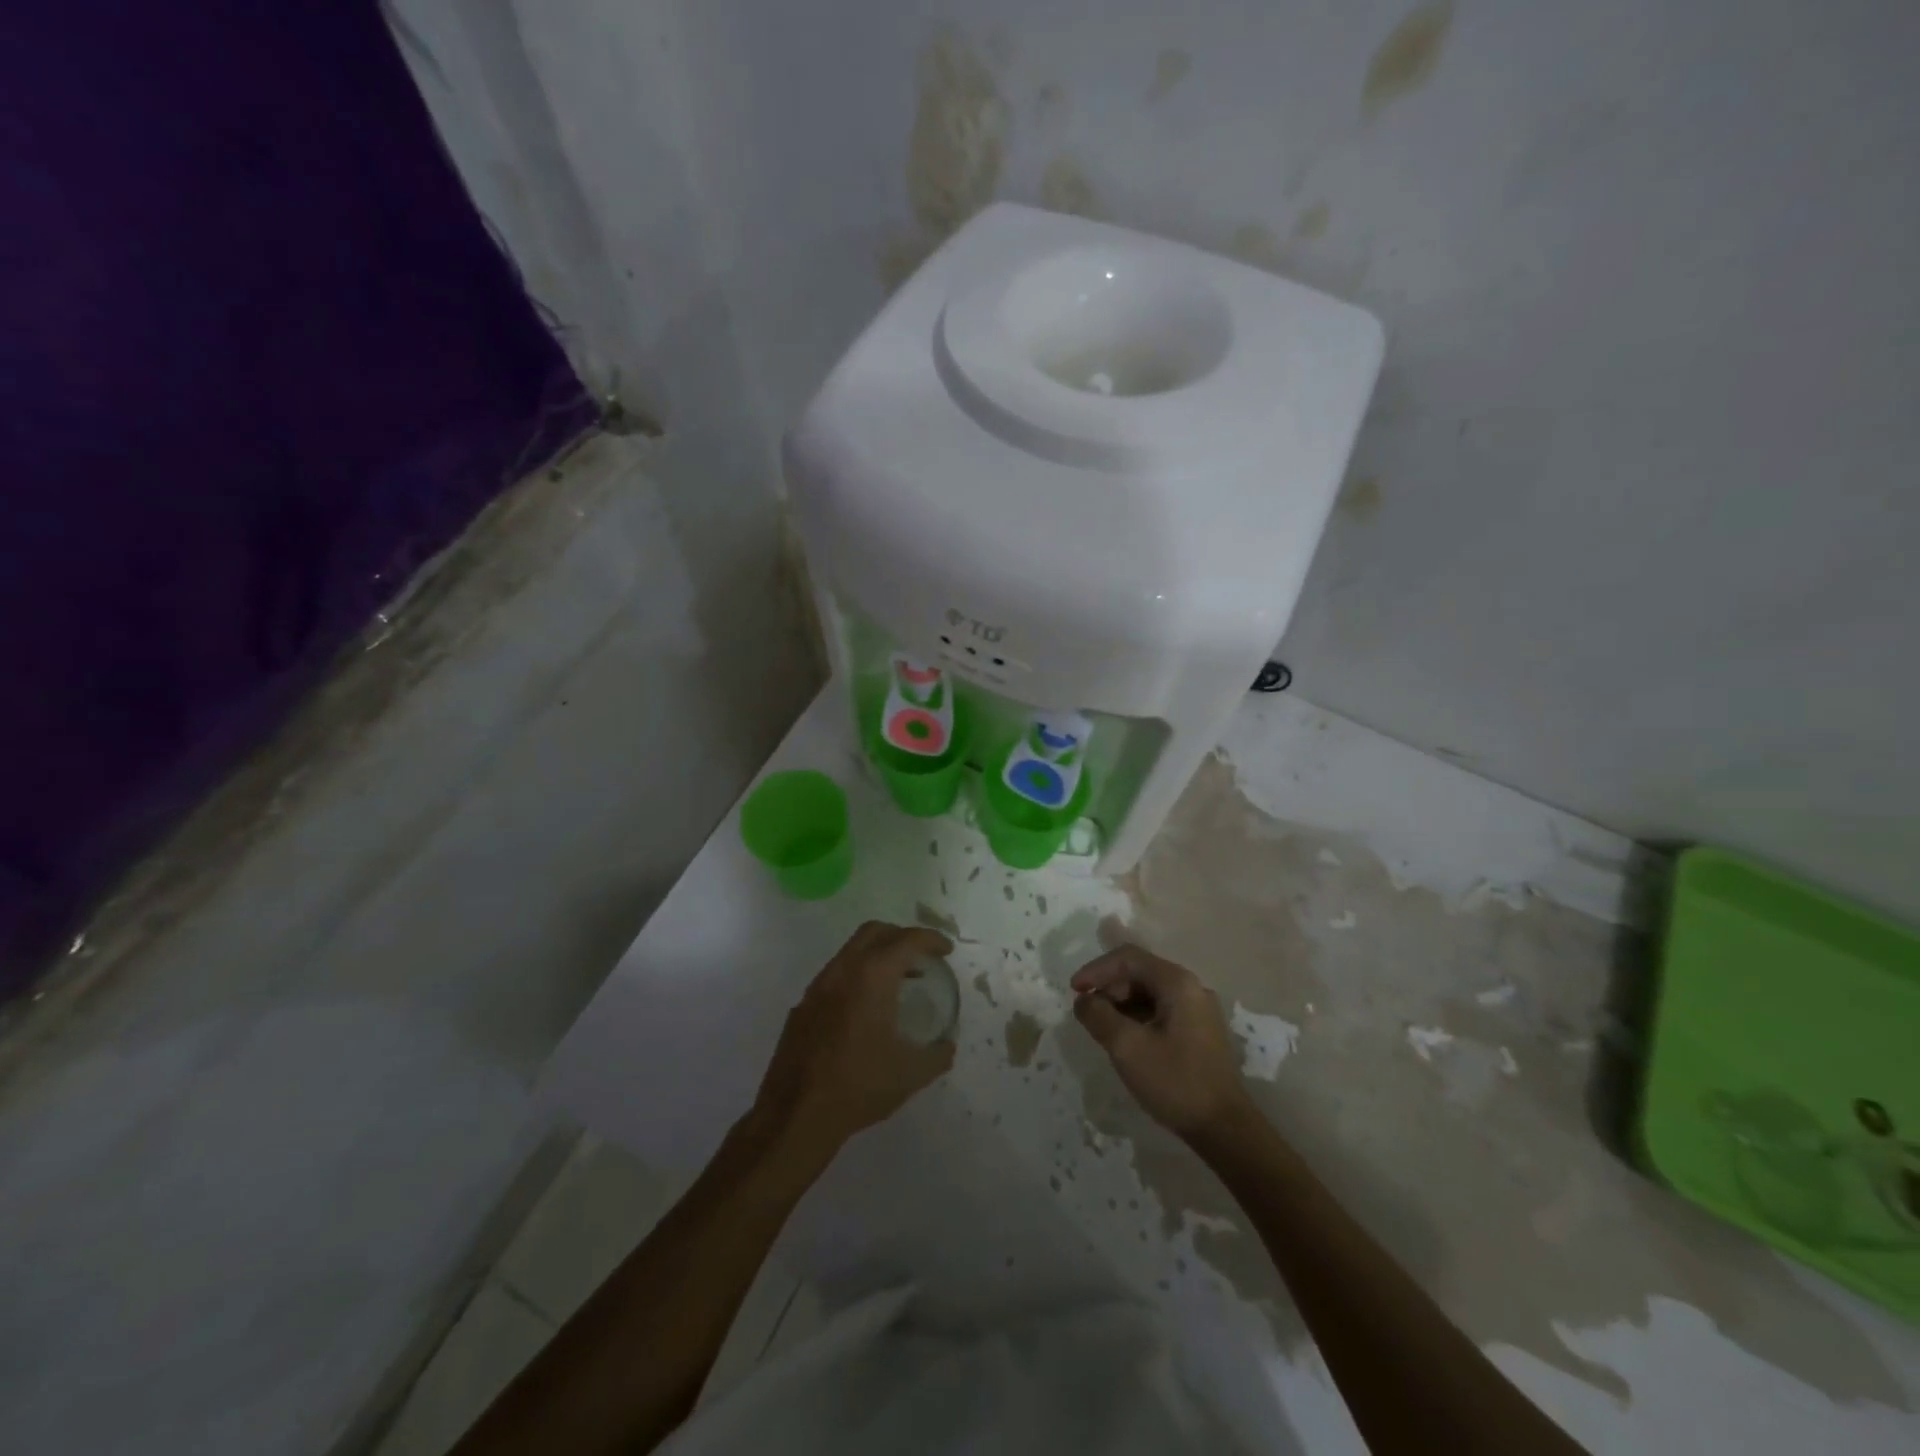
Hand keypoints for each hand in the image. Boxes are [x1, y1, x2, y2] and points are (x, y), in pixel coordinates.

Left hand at [753, 922, 956, 1156]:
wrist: (796, 1115)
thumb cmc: (858, 1086)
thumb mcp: (910, 1074)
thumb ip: (937, 1055)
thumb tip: (947, 1046)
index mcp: (872, 977)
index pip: (906, 940)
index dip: (931, 939)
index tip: (946, 950)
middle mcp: (843, 971)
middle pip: (874, 932)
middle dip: (902, 936)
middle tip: (921, 956)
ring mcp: (817, 987)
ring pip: (851, 951)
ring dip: (877, 956)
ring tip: (898, 982)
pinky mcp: (802, 1006)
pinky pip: (835, 976)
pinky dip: (857, 976)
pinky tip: (865, 1009)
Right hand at [1071, 945, 1255, 1138]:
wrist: (1224, 1129)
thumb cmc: (1175, 1081)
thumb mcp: (1127, 1047)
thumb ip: (1098, 1015)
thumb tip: (1083, 1001)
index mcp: (1177, 983)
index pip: (1128, 958)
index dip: (1096, 969)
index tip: (1074, 990)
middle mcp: (1191, 988)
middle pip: (1140, 972)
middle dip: (1109, 988)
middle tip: (1088, 1013)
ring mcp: (1198, 1010)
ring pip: (1150, 992)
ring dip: (1121, 1004)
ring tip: (1103, 1028)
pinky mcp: (1199, 1031)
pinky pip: (1161, 1010)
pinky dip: (1138, 1017)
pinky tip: (1126, 1040)